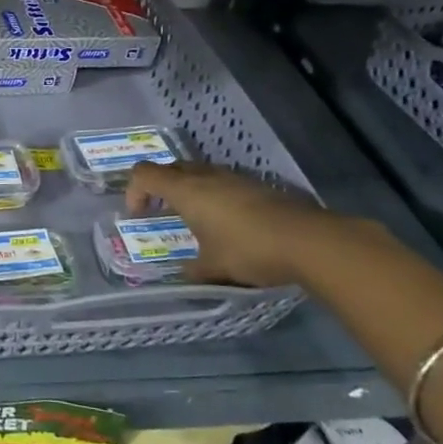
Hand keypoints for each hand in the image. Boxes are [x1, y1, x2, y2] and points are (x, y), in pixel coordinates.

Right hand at [125, 161, 358, 288]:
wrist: (308, 241)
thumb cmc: (248, 250)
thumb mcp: (214, 267)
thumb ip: (193, 270)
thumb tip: (184, 275)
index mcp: (185, 190)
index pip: (144, 174)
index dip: (134, 191)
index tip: (139, 215)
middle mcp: (206, 176)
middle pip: (171, 168)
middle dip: (160, 187)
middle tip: (163, 212)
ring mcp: (234, 177)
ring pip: (199, 172)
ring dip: (190, 189)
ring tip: (197, 218)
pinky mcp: (257, 185)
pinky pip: (224, 182)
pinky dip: (215, 195)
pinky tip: (229, 222)